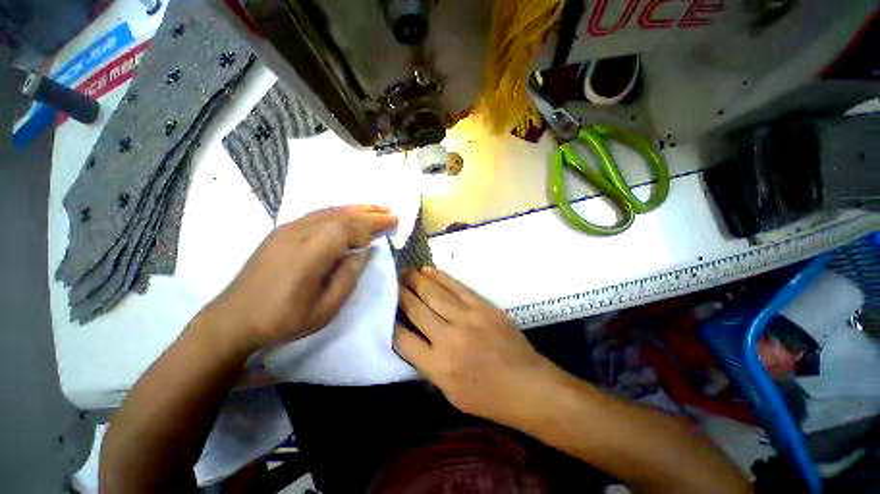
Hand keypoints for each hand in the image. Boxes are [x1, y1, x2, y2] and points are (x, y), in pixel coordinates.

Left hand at [200, 205, 397, 351]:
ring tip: (376, 209)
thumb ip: (348, 277)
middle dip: (369, 212)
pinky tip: (349, 215)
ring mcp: (286, 229)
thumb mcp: (325, 310)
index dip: (373, 223)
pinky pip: (316, 215)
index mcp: (309, 255)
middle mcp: (297, 234)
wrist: (232, 319)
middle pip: (340, 215)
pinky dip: (338, 212)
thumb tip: (365, 252)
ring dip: (355, 208)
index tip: (394, 222)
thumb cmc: (282, 320)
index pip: (348, 228)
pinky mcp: (281, 231)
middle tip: (390, 212)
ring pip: (328, 211)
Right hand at [394, 268, 564, 426]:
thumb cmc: (489, 398)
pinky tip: (429, 270)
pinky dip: (441, 277)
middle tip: (391, 281)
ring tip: (405, 271)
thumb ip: (428, 366)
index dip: (391, 322)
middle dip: (401, 294)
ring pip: (435, 294)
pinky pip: (457, 287)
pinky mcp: (484, 306)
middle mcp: (449, 338)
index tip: (385, 309)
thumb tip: (413, 341)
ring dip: (417, 280)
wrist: (529, 386)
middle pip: (417, 309)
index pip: (403, 339)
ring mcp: (468, 318)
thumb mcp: (450, 394)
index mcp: (439, 366)